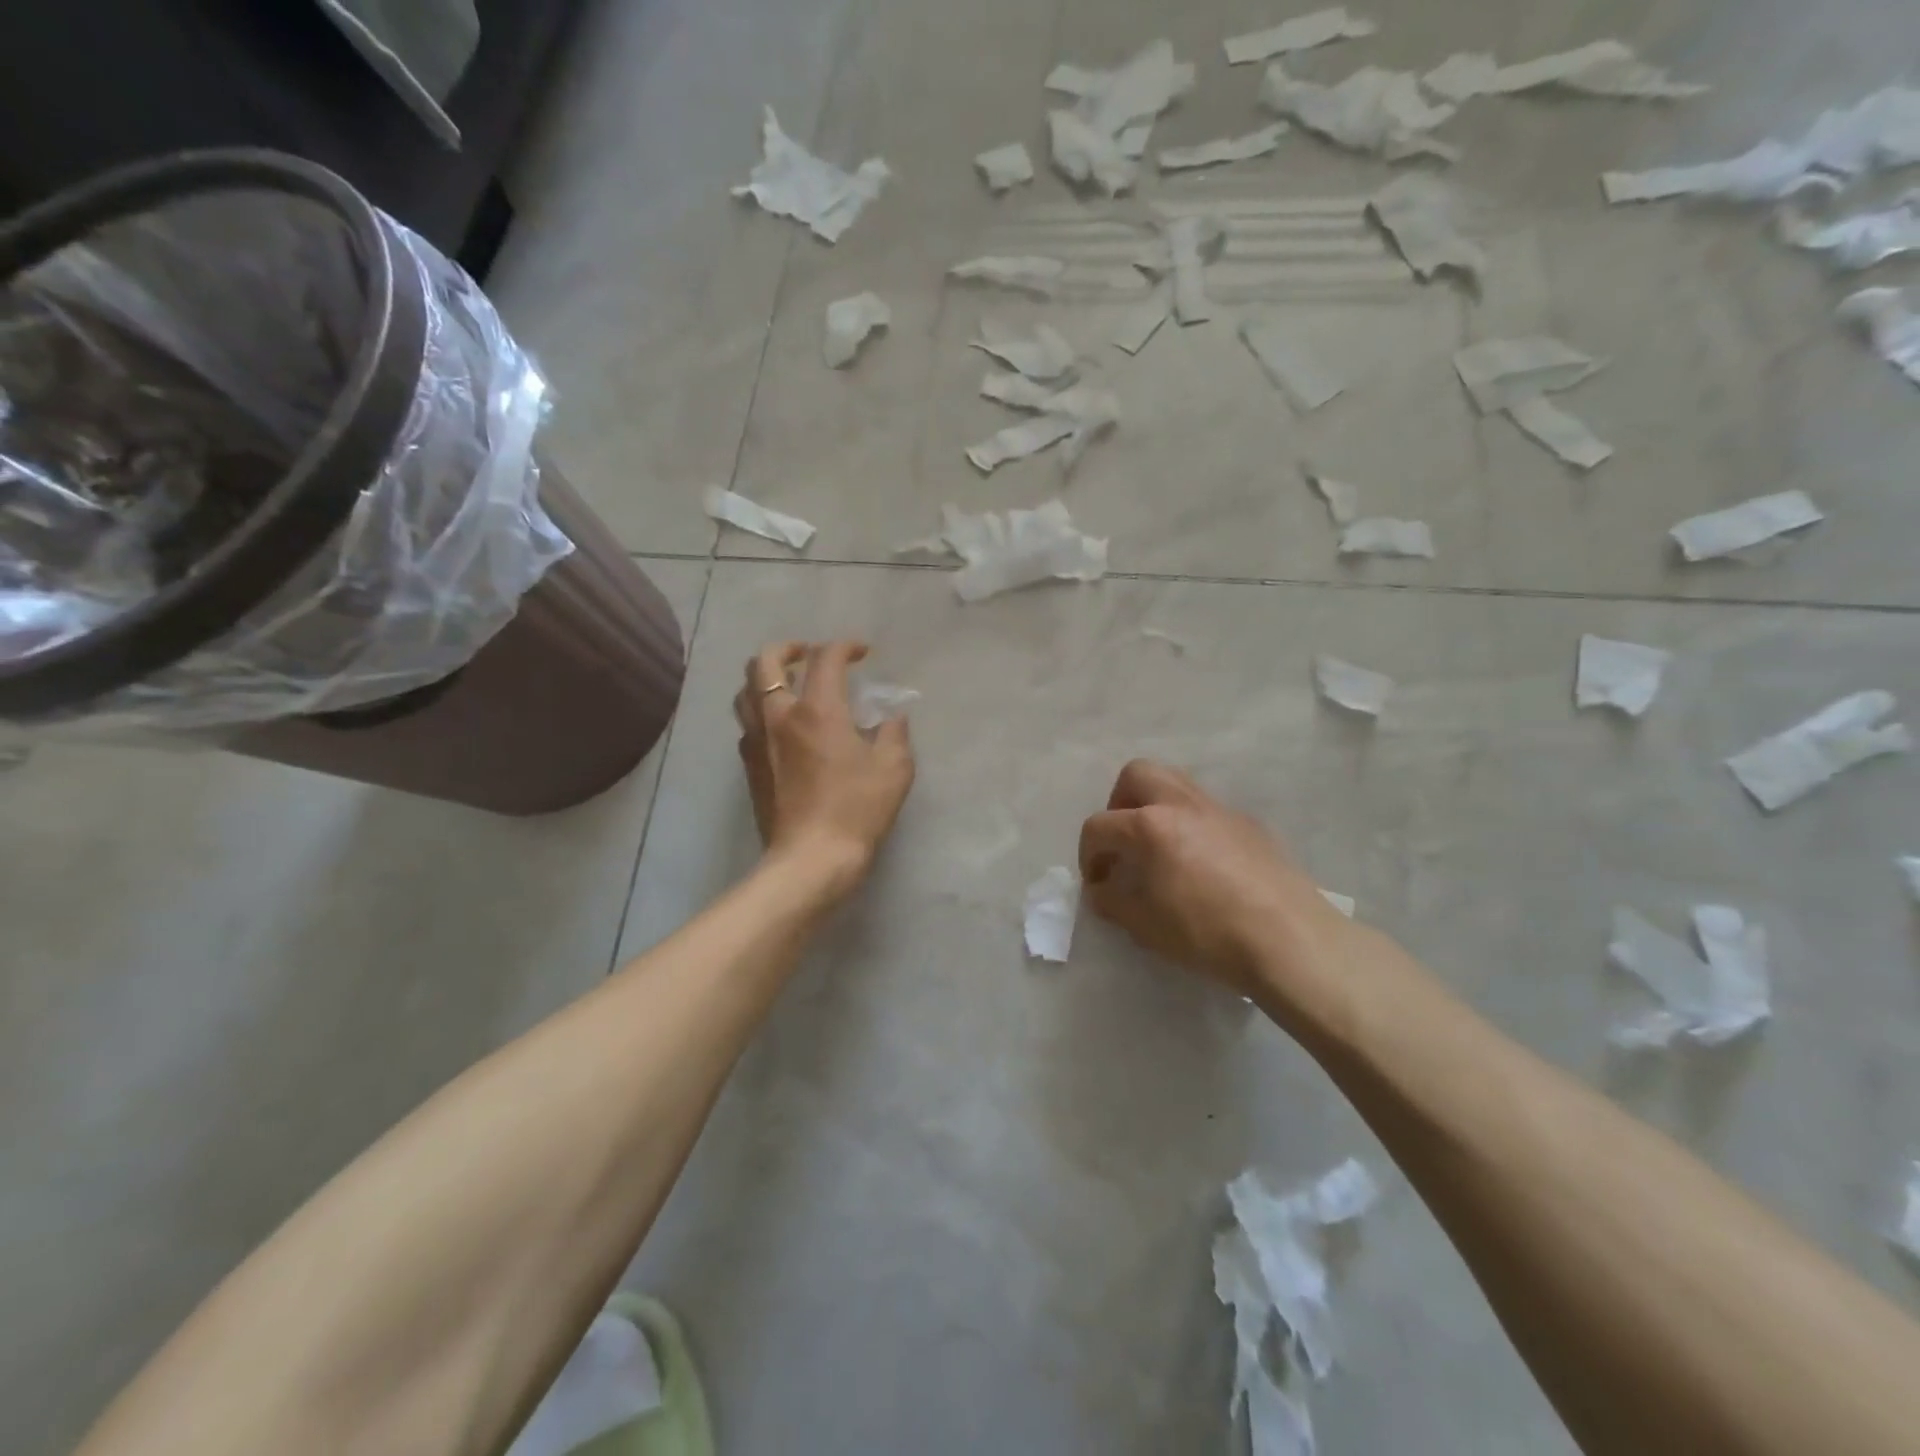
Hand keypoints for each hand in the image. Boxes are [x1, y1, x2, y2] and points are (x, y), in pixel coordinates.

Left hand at [734, 640, 914, 899]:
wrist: (812, 858)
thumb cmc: (857, 810)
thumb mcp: (894, 769)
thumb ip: (894, 733)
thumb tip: (892, 717)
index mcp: (818, 710)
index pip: (825, 658)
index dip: (845, 646)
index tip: (862, 653)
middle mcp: (779, 715)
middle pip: (764, 661)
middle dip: (788, 648)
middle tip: (809, 655)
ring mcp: (757, 740)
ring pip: (746, 690)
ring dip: (766, 678)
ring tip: (789, 686)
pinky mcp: (749, 765)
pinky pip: (747, 723)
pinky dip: (762, 711)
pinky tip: (782, 727)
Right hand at [1078, 760, 1338, 996]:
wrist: (1288, 939)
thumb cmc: (1206, 932)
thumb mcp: (1144, 925)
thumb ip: (1112, 902)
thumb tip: (1101, 890)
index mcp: (1149, 825)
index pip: (1099, 826)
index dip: (1088, 855)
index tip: (1097, 884)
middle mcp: (1182, 804)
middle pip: (1137, 775)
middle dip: (1119, 804)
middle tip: (1125, 843)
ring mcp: (1220, 810)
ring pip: (1176, 782)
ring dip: (1156, 806)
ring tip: (1159, 848)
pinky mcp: (1251, 824)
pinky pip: (1209, 811)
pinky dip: (1192, 826)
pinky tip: (1203, 866)